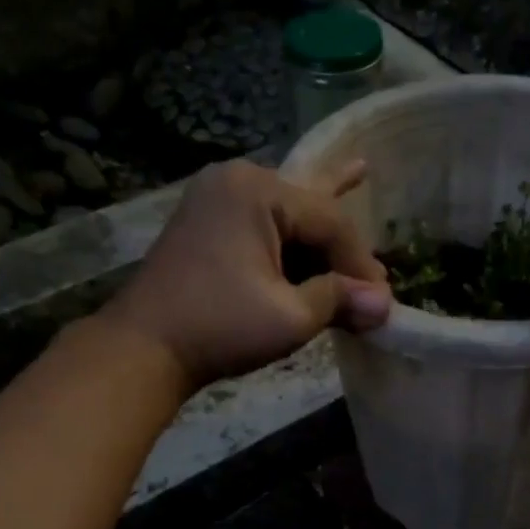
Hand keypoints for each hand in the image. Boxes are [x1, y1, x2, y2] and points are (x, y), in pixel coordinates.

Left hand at [104, 159, 391, 393]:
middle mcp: (237, 179)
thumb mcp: (290, 316)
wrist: (144, 348)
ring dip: (319, 247)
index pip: (330, 222)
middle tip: (373, 285)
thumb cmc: (219, 328)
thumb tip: (385, 305)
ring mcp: (218, 197)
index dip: (361, 264)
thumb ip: (340, 300)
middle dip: (342, 254)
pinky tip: (339, 181)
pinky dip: (293, 234)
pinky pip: (264, 223)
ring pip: (289, 219)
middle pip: (310, 214)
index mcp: (257, 191)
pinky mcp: (208, 220)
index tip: (382, 301)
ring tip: (357, 250)